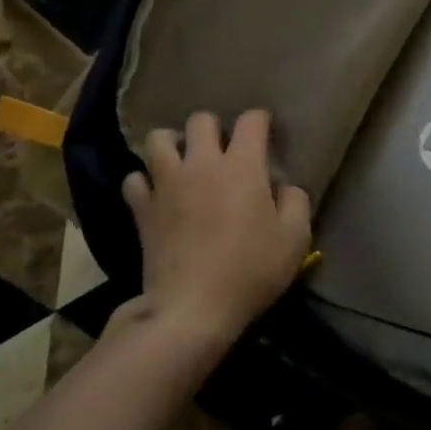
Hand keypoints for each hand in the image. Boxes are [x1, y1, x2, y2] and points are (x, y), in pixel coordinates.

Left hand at [121, 109, 312, 352]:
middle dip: (214, 128)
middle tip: (222, 150)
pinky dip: (144, 181)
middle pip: (201, 120)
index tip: (265, 132)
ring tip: (182, 160)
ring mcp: (167, 183)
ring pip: (159, 139)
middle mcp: (202, 163)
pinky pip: (134, 179)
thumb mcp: (295, 239)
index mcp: (242, 165)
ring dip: (172, 144)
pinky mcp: (142, 209)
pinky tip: (156, 193)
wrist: (192, 310)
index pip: (251, 120)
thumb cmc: (250, 272)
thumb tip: (284, 186)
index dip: (260, 120)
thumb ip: (296, 202)